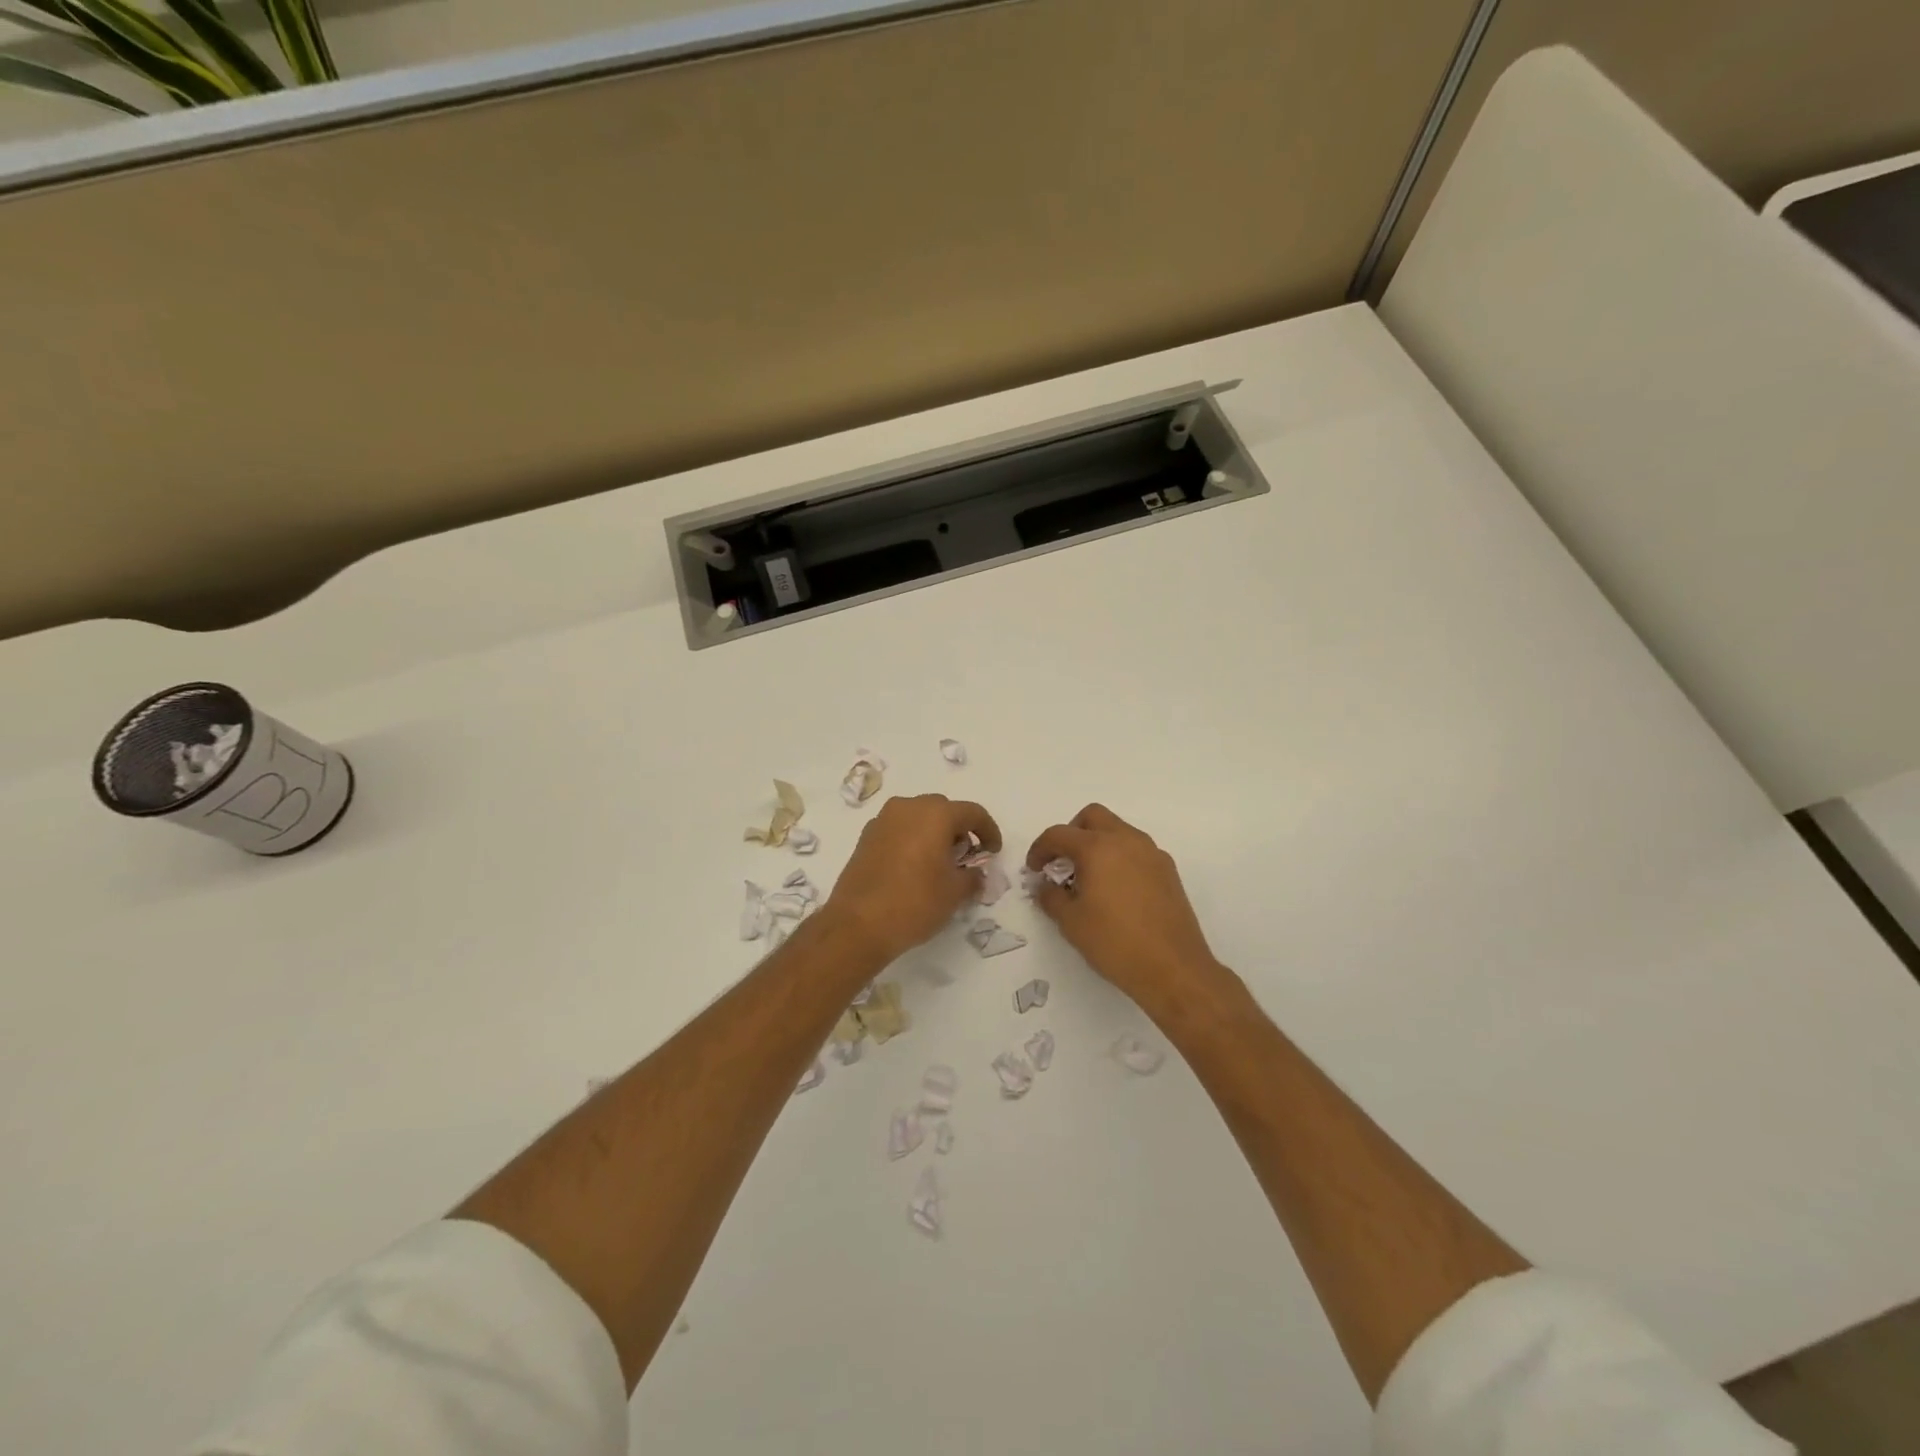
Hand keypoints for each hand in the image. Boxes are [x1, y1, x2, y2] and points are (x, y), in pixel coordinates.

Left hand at [823, 795, 1002, 963]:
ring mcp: (883, 820)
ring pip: (918, 817)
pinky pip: (898, 829)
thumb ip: (972, 877)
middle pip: (943, 810)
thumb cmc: (915, 903)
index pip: (972, 812)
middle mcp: (908, 807)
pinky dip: (912, 840)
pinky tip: (915, 867)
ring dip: (934, 833)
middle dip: (959, 829)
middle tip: (967, 856)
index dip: (989, 831)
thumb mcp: (955, 892)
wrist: (857, 925)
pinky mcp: (866, 837)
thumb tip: (975, 874)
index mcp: (935, 814)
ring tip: (940, 862)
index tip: (993, 852)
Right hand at [1027, 804, 1222, 1013]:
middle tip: (1062, 862)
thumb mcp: (1071, 922)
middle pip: (1092, 817)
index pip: (1059, 834)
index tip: (1033, 869)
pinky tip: (1115, 890)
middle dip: (1072, 834)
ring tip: (1088, 878)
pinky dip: (1119, 857)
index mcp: (1098, 848)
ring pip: (1118, 830)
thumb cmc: (1115, 943)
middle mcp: (1127, 840)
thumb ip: (1051, 896)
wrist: (1174, 969)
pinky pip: (1137, 850)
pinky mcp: (1168, 870)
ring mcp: (1152, 853)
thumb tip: (1045, 886)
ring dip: (1098, 843)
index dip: (1040, 849)